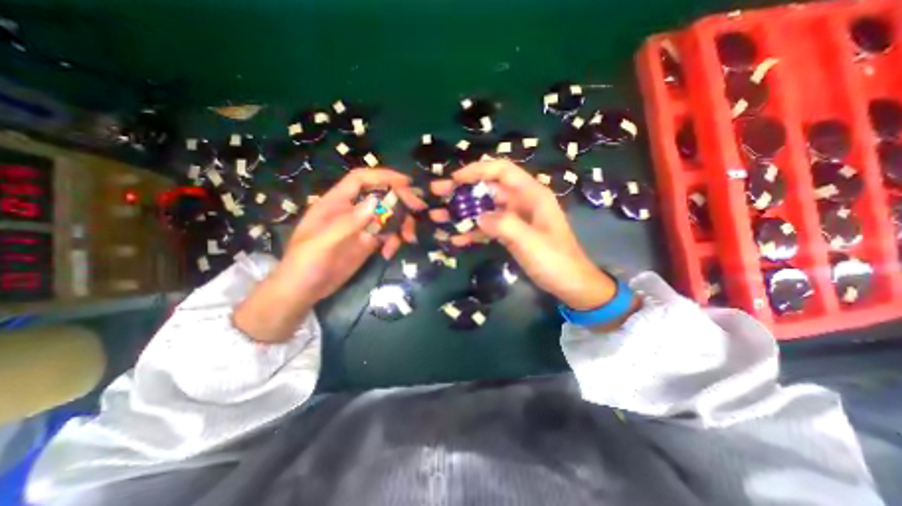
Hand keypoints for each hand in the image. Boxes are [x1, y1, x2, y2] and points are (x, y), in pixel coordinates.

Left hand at [235, 167, 427, 341]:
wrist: (304, 291)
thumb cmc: (304, 264)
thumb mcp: (321, 243)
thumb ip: (347, 223)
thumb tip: (375, 202)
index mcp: (336, 203)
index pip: (360, 180)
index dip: (383, 176)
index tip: (406, 182)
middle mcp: (352, 211)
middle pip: (381, 197)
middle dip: (401, 201)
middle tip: (419, 209)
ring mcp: (362, 227)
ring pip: (389, 216)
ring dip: (402, 224)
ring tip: (408, 239)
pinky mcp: (368, 243)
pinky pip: (388, 235)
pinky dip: (394, 241)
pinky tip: (390, 253)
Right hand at [431, 162, 617, 311]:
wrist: (570, 285)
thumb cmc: (556, 261)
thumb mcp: (531, 242)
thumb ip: (504, 225)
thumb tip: (478, 217)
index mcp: (531, 195)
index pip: (502, 170)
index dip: (477, 170)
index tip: (454, 179)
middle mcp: (521, 201)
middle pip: (487, 189)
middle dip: (461, 191)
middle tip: (436, 194)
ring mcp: (514, 218)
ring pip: (483, 208)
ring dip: (461, 212)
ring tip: (437, 217)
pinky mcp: (509, 233)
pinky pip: (487, 227)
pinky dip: (471, 232)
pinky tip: (455, 240)